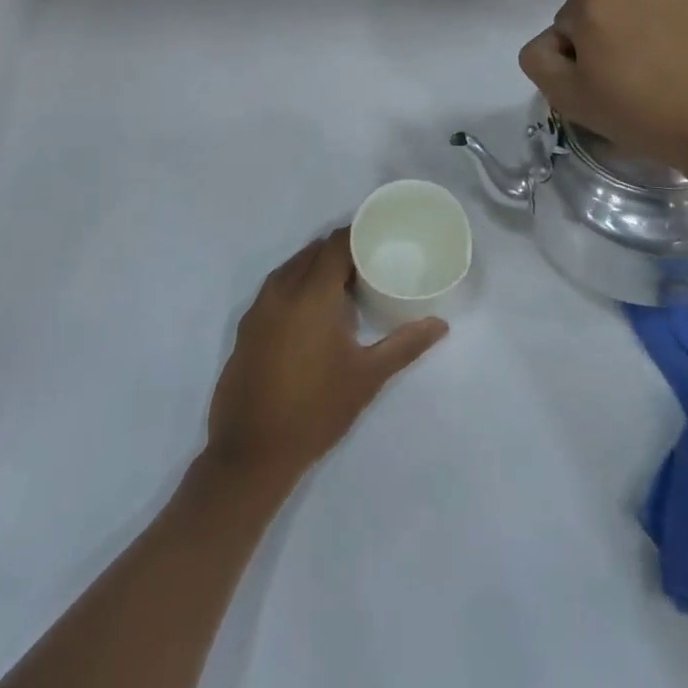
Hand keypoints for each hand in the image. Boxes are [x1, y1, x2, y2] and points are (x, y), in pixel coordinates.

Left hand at [205, 229, 446, 484]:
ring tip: (346, 284)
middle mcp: (281, 289)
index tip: (381, 237)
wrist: (252, 452)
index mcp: (311, 294)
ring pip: (292, 267)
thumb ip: (405, 345)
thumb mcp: (367, 377)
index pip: (335, 244)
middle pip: (313, 251)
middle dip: (340, 250)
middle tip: (370, 262)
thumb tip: (440, 324)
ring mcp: (259, 306)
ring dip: (317, 267)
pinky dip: (296, 284)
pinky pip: (276, 287)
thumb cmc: (316, 410)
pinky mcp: (247, 324)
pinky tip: (313, 310)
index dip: (357, 234)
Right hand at [518, 0, 687, 178]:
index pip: (572, 23)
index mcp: (592, 1)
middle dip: (619, 31)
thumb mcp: (567, 98)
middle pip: (613, 5)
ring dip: (655, 20)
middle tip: (639, 73)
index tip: (606, 81)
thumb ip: (539, 58)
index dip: (584, 54)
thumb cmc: (640, 114)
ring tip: (674, 62)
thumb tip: (553, 40)